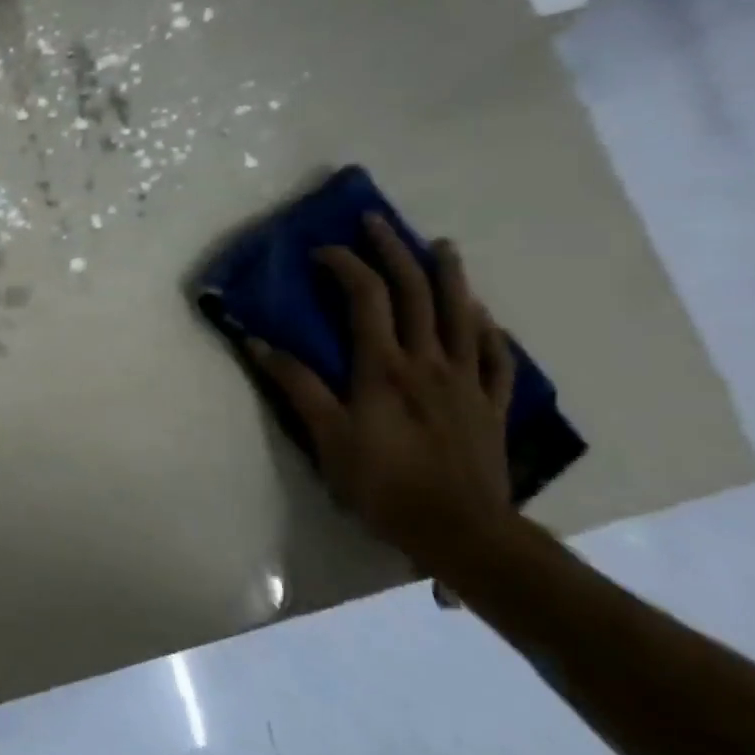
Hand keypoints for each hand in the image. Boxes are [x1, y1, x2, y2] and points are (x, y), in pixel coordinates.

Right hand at [249, 215, 517, 574]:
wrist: (461, 532)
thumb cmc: (384, 484)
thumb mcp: (326, 436)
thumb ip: (296, 385)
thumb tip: (258, 343)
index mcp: (385, 367)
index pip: (367, 298)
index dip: (346, 265)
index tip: (323, 249)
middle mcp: (429, 362)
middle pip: (417, 293)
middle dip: (396, 251)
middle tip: (379, 221)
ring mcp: (466, 381)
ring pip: (463, 315)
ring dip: (451, 276)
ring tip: (443, 246)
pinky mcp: (491, 405)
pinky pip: (496, 358)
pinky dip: (490, 330)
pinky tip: (485, 317)